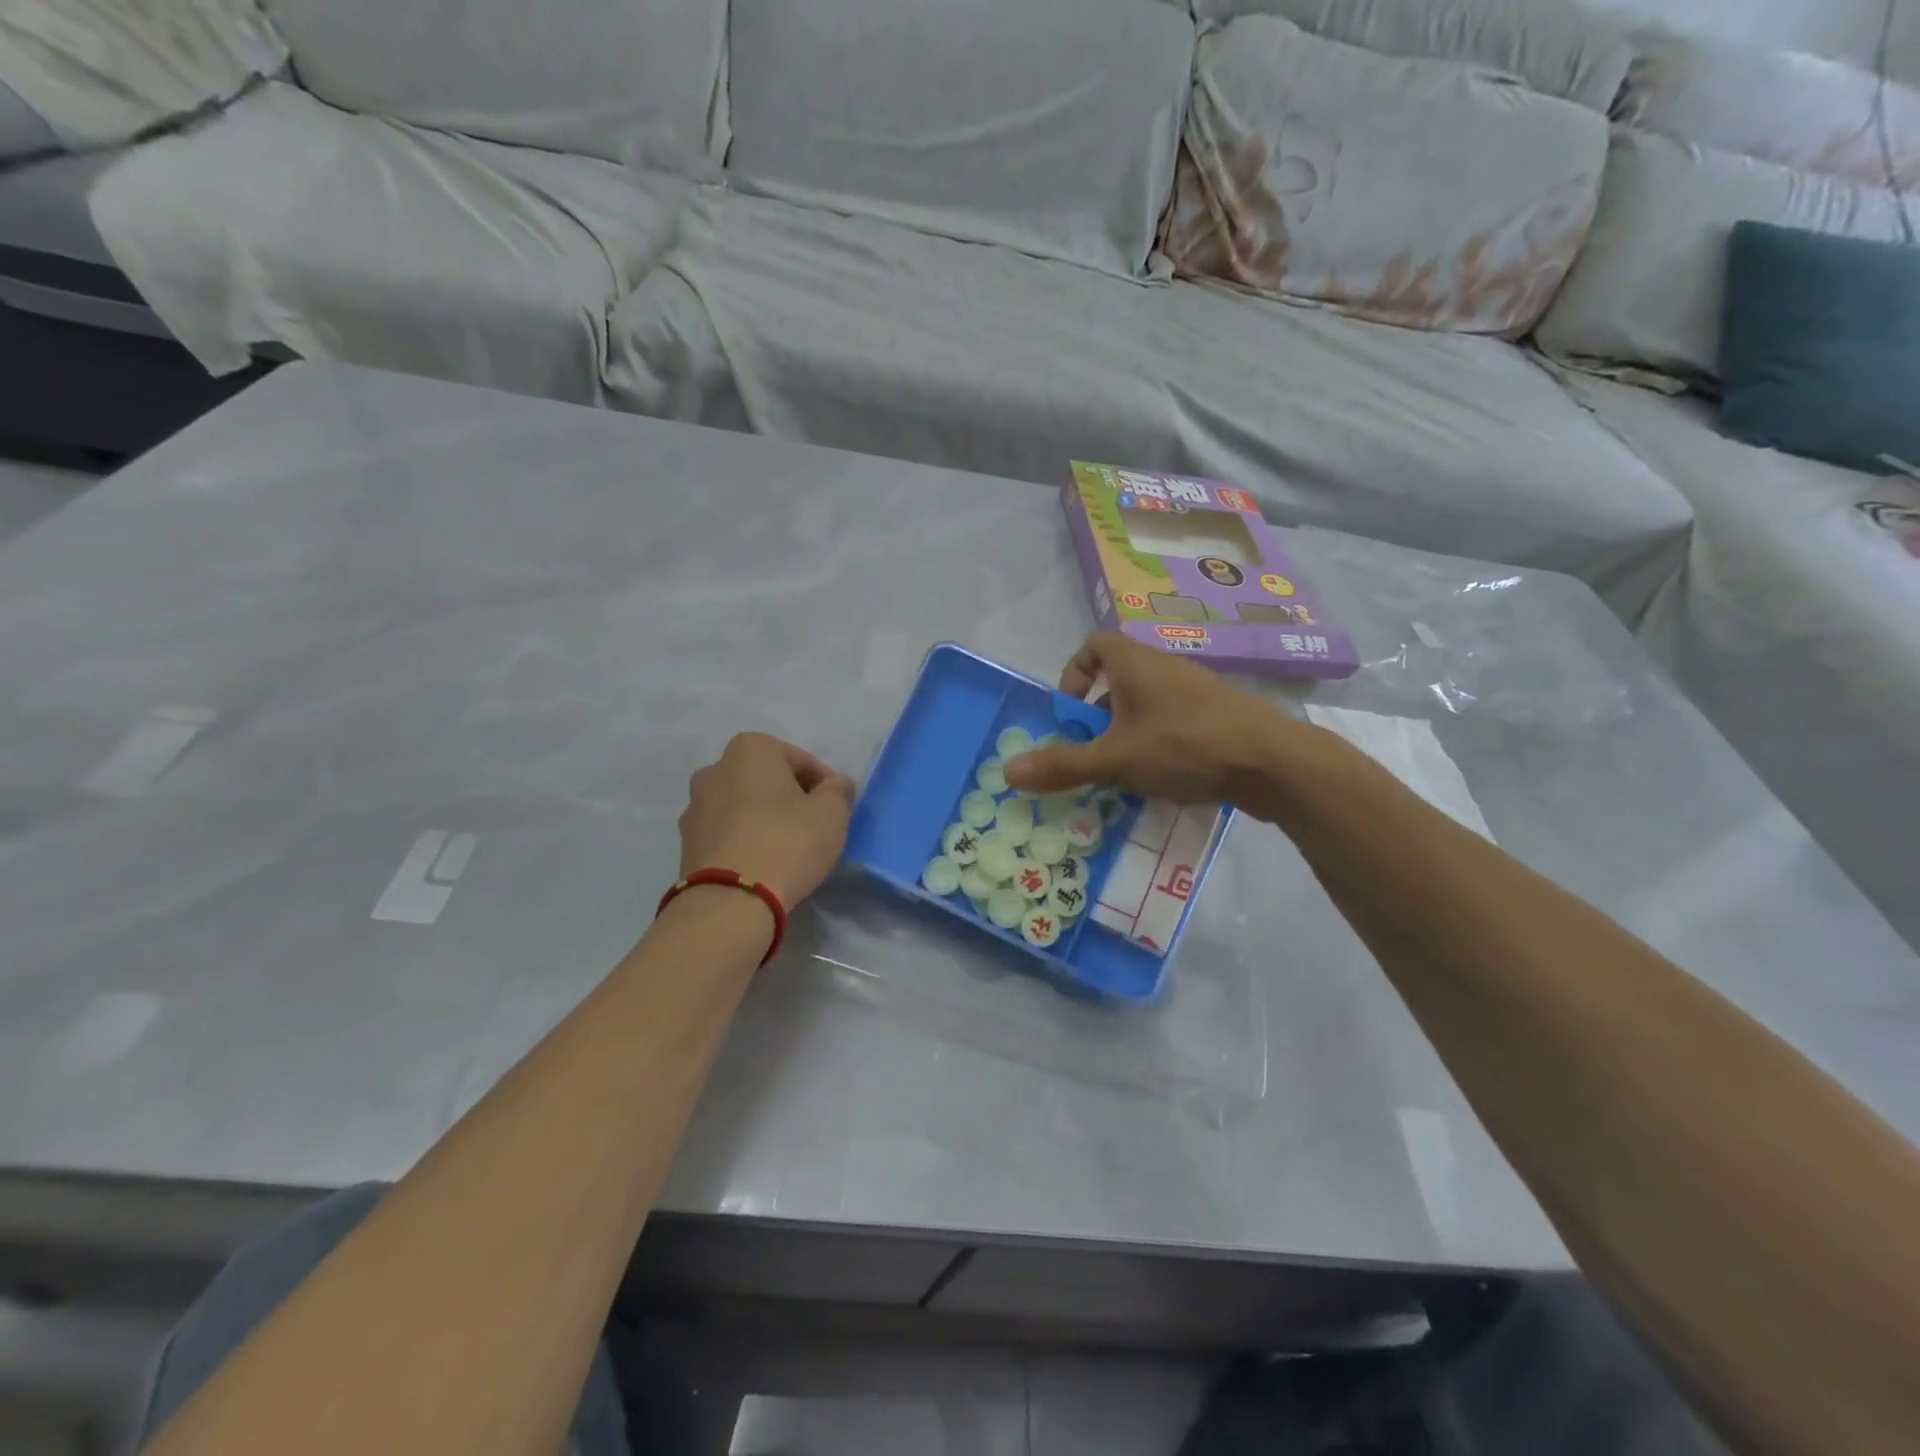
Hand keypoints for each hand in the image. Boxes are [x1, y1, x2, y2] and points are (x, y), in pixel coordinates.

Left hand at [679, 733, 856, 907]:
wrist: (729, 901)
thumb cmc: (787, 842)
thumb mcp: (832, 813)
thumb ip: (838, 790)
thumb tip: (835, 784)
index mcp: (750, 750)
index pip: (801, 760)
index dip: (824, 785)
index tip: (836, 810)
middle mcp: (715, 769)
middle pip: (768, 779)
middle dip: (790, 798)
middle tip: (813, 827)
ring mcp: (695, 806)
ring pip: (744, 805)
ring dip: (764, 818)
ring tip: (787, 849)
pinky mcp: (686, 842)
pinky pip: (727, 832)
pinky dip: (745, 839)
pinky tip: (763, 863)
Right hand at [1003, 632, 1286, 804]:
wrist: (1272, 762)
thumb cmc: (1184, 746)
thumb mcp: (1115, 759)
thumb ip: (1063, 765)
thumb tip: (1008, 771)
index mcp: (1135, 663)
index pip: (1093, 644)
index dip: (1073, 673)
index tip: (1071, 712)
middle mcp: (1164, 667)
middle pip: (1117, 679)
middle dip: (1097, 716)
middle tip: (1093, 751)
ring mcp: (1195, 691)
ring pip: (1146, 704)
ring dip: (1127, 733)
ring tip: (1124, 771)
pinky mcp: (1217, 715)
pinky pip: (1173, 721)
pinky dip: (1157, 743)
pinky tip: (1162, 778)